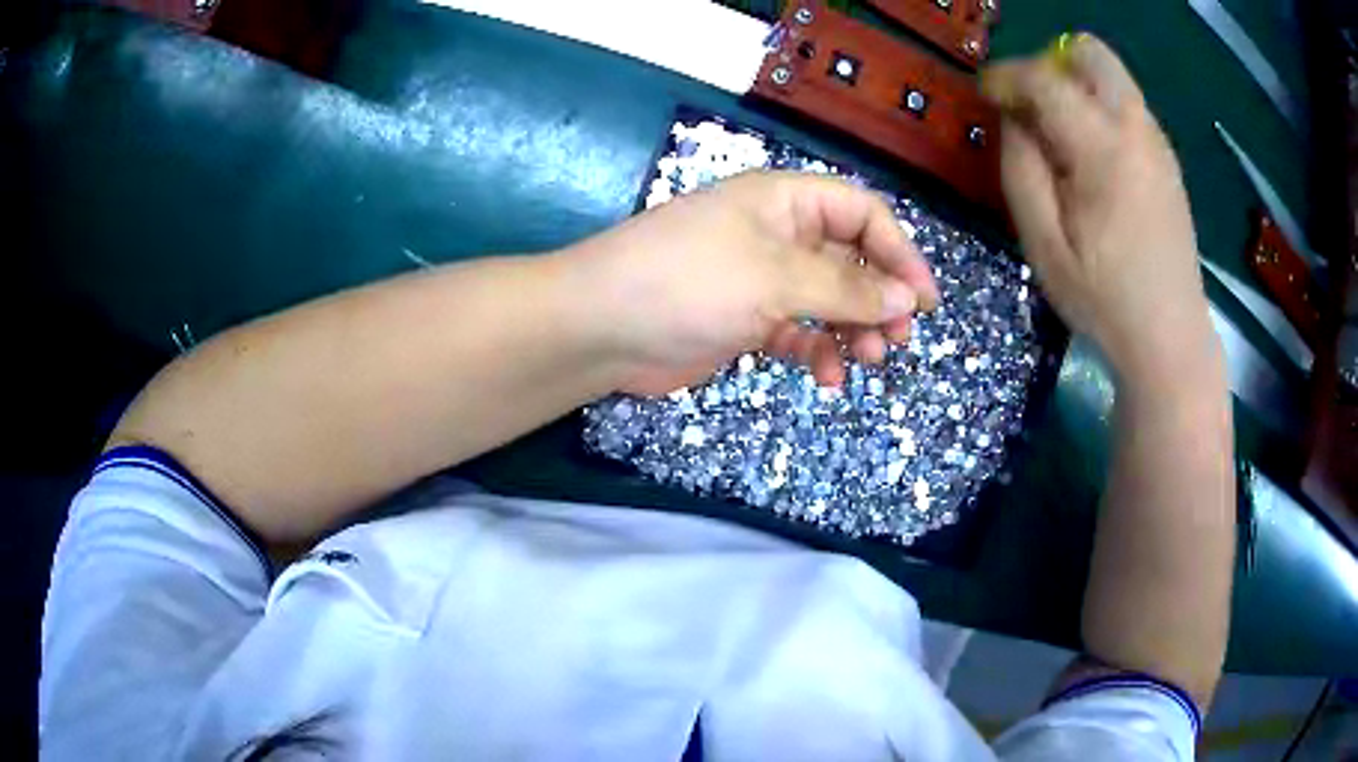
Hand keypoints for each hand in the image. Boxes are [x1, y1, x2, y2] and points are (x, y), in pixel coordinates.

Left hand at [567, 171, 938, 395]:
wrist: (602, 327)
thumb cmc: (689, 282)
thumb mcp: (775, 277)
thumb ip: (846, 288)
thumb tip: (908, 298)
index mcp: (786, 201)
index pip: (863, 213)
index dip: (900, 252)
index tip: (924, 300)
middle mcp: (779, 233)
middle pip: (852, 259)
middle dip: (879, 298)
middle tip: (897, 339)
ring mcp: (762, 278)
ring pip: (829, 300)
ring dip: (852, 330)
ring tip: (865, 361)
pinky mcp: (746, 319)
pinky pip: (798, 331)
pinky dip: (816, 351)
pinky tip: (825, 376)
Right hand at [983, 34, 1219, 385]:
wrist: (1171, 338)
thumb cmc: (1104, 299)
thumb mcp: (1044, 243)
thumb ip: (1021, 168)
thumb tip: (1013, 119)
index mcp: (1103, 149)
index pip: (1045, 78)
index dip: (1006, 77)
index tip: (986, 96)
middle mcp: (1136, 129)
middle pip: (1089, 52)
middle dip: (1049, 64)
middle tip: (1031, 107)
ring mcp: (1157, 142)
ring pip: (1110, 74)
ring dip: (1075, 85)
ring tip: (1058, 134)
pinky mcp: (1166, 159)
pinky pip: (1126, 104)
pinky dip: (1099, 107)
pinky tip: (1090, 156)